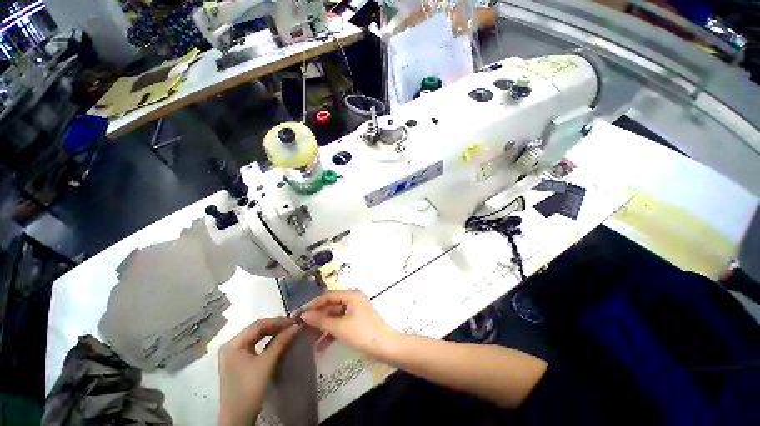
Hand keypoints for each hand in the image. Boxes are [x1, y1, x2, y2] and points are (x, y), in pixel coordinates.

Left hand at [218, 318, 300, 425]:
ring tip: (288, 331)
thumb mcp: (266, 363)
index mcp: (233, 343)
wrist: (237, 419)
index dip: (278, 321)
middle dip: (275, 326)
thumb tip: (297, 325)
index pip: (258, 324)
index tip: (295, 321)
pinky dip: (267, 341)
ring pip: (256, 336)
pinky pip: (254, 345)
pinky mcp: (237, 361)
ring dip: (272, 333)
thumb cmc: (249, 389)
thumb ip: (281, 342)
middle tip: (293, 326)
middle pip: (256, 329)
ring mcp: (233, 354)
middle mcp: (231, 345)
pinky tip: (277, 341)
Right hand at [299, 290, 398, 358]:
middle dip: (317, 318)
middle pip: (331, 306)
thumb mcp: (339, 327)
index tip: (299, 315)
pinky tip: (321, 346)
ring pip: (335, 316)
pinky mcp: (356, 321)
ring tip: (308, 339)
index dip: (313, 305)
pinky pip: (341, 323)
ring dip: (323, 327)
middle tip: (301, 329)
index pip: (328, 296)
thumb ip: (321, 320)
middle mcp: (353, 299)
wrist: (385, 347)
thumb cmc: (362, 333)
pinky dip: (332, 332)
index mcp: (351, 295)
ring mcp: (355, 310)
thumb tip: (303, 315)